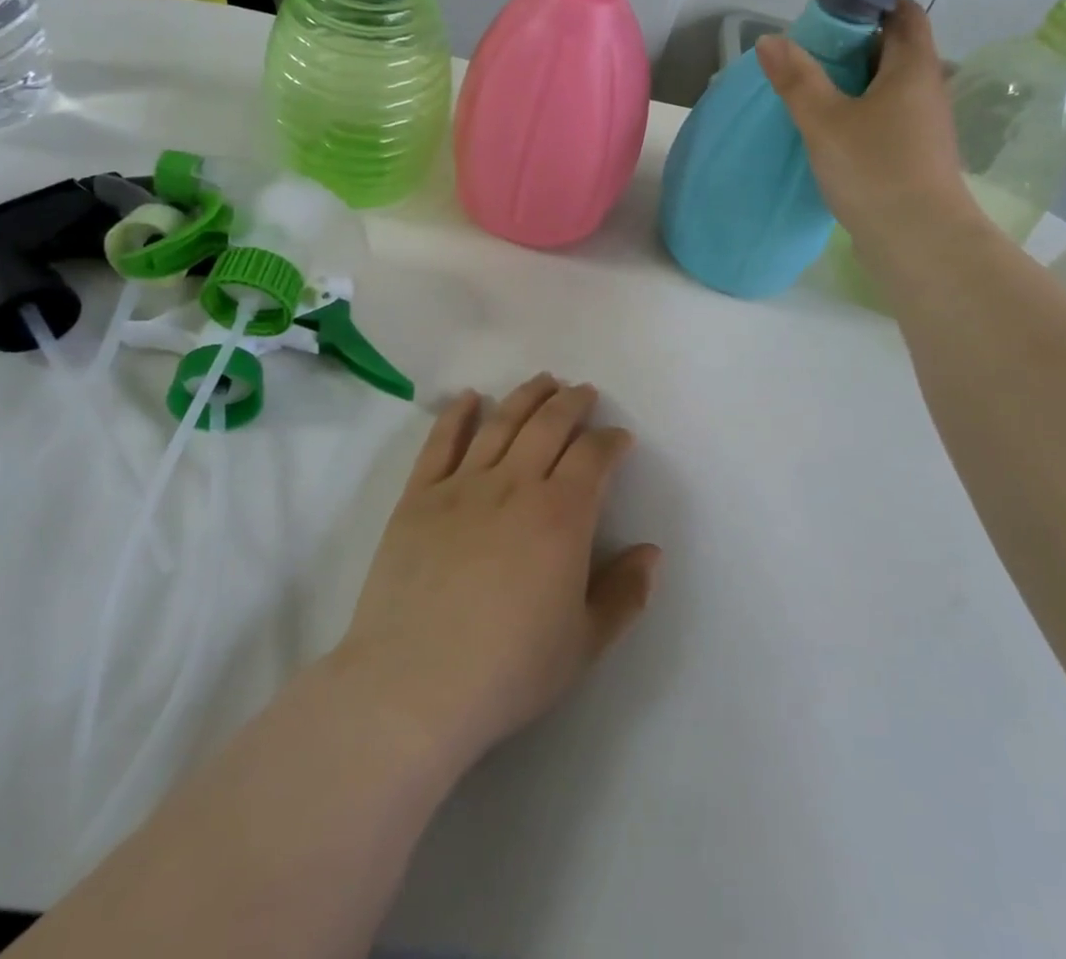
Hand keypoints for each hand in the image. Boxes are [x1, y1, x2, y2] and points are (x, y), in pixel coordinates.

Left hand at [331, 374, 659, 769]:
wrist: (414, 685)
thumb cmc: (508, 670)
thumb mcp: (583, 644)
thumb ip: (624, 594)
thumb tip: (651, 552)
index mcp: (561, 515)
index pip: (593, 457)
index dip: (610, 440)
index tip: (619, 437)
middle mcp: (515, 484)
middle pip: (549, 425)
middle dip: (572, 402)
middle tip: (583, 391)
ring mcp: (462, 485)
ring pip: (500, 422)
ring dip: (525, 397)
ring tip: (542, 380)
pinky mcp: (419, 496)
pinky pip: (441, 442)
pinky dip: (457, 414)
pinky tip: (469, 398)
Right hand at [755, 0, 983, 267]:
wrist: (918, 241)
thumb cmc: (875, 169)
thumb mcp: (825, 120)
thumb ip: (797, 78)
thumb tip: (771, 39)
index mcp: (913, 67)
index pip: (903, 13)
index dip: (872, 2)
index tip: (830, 9)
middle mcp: (926, 90)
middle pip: (893, 50)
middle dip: (852, 44)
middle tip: (806, 51)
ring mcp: (922, 126)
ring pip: (886, 88)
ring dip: (851, 83)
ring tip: (807, 89)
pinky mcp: (912, 157)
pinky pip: (883, 119)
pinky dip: (856, 114)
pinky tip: (825, 131)